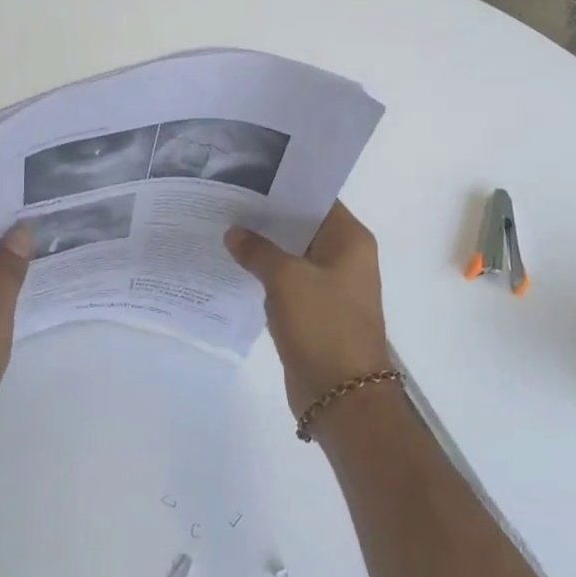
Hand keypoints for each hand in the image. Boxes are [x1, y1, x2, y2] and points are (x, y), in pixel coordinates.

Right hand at [225, 201, 392, 417]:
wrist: (342, 396)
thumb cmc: (322, 325)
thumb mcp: (286, 279)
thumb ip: (258, 251)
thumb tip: (234, 233)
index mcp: (350, 241)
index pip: (316, 199)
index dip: (284, 189)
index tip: (248, 180)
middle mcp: (345, 258)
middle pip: (302, 227)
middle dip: (267, 219)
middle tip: (227, 203)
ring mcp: (332, 286)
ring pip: (293, 257)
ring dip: (265, 250)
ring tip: (225, 231)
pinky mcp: (316, 312)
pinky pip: (288, 284)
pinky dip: (267, 277)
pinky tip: (236, 268)